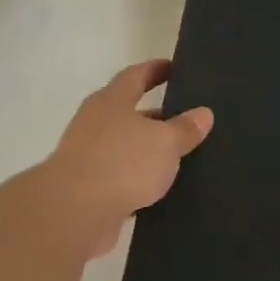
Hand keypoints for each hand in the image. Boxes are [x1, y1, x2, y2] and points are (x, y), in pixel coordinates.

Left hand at [43, 60, 213, 256]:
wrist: (75, 212)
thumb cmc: (122, 162)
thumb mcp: (164, 142)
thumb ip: (184, 128)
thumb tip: (203, 113)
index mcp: (111, 101)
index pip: (135, 76)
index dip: (155, 70)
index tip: (174, 68)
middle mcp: (95, 124)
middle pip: (129, 113)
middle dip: (156, 117)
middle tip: (187, 121)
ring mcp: (89, 157)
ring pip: (126, 149)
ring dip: (148, 153)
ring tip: (181, 159)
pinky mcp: (88, 190)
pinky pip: (121, 179)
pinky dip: (139, 182)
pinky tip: (160, 192)